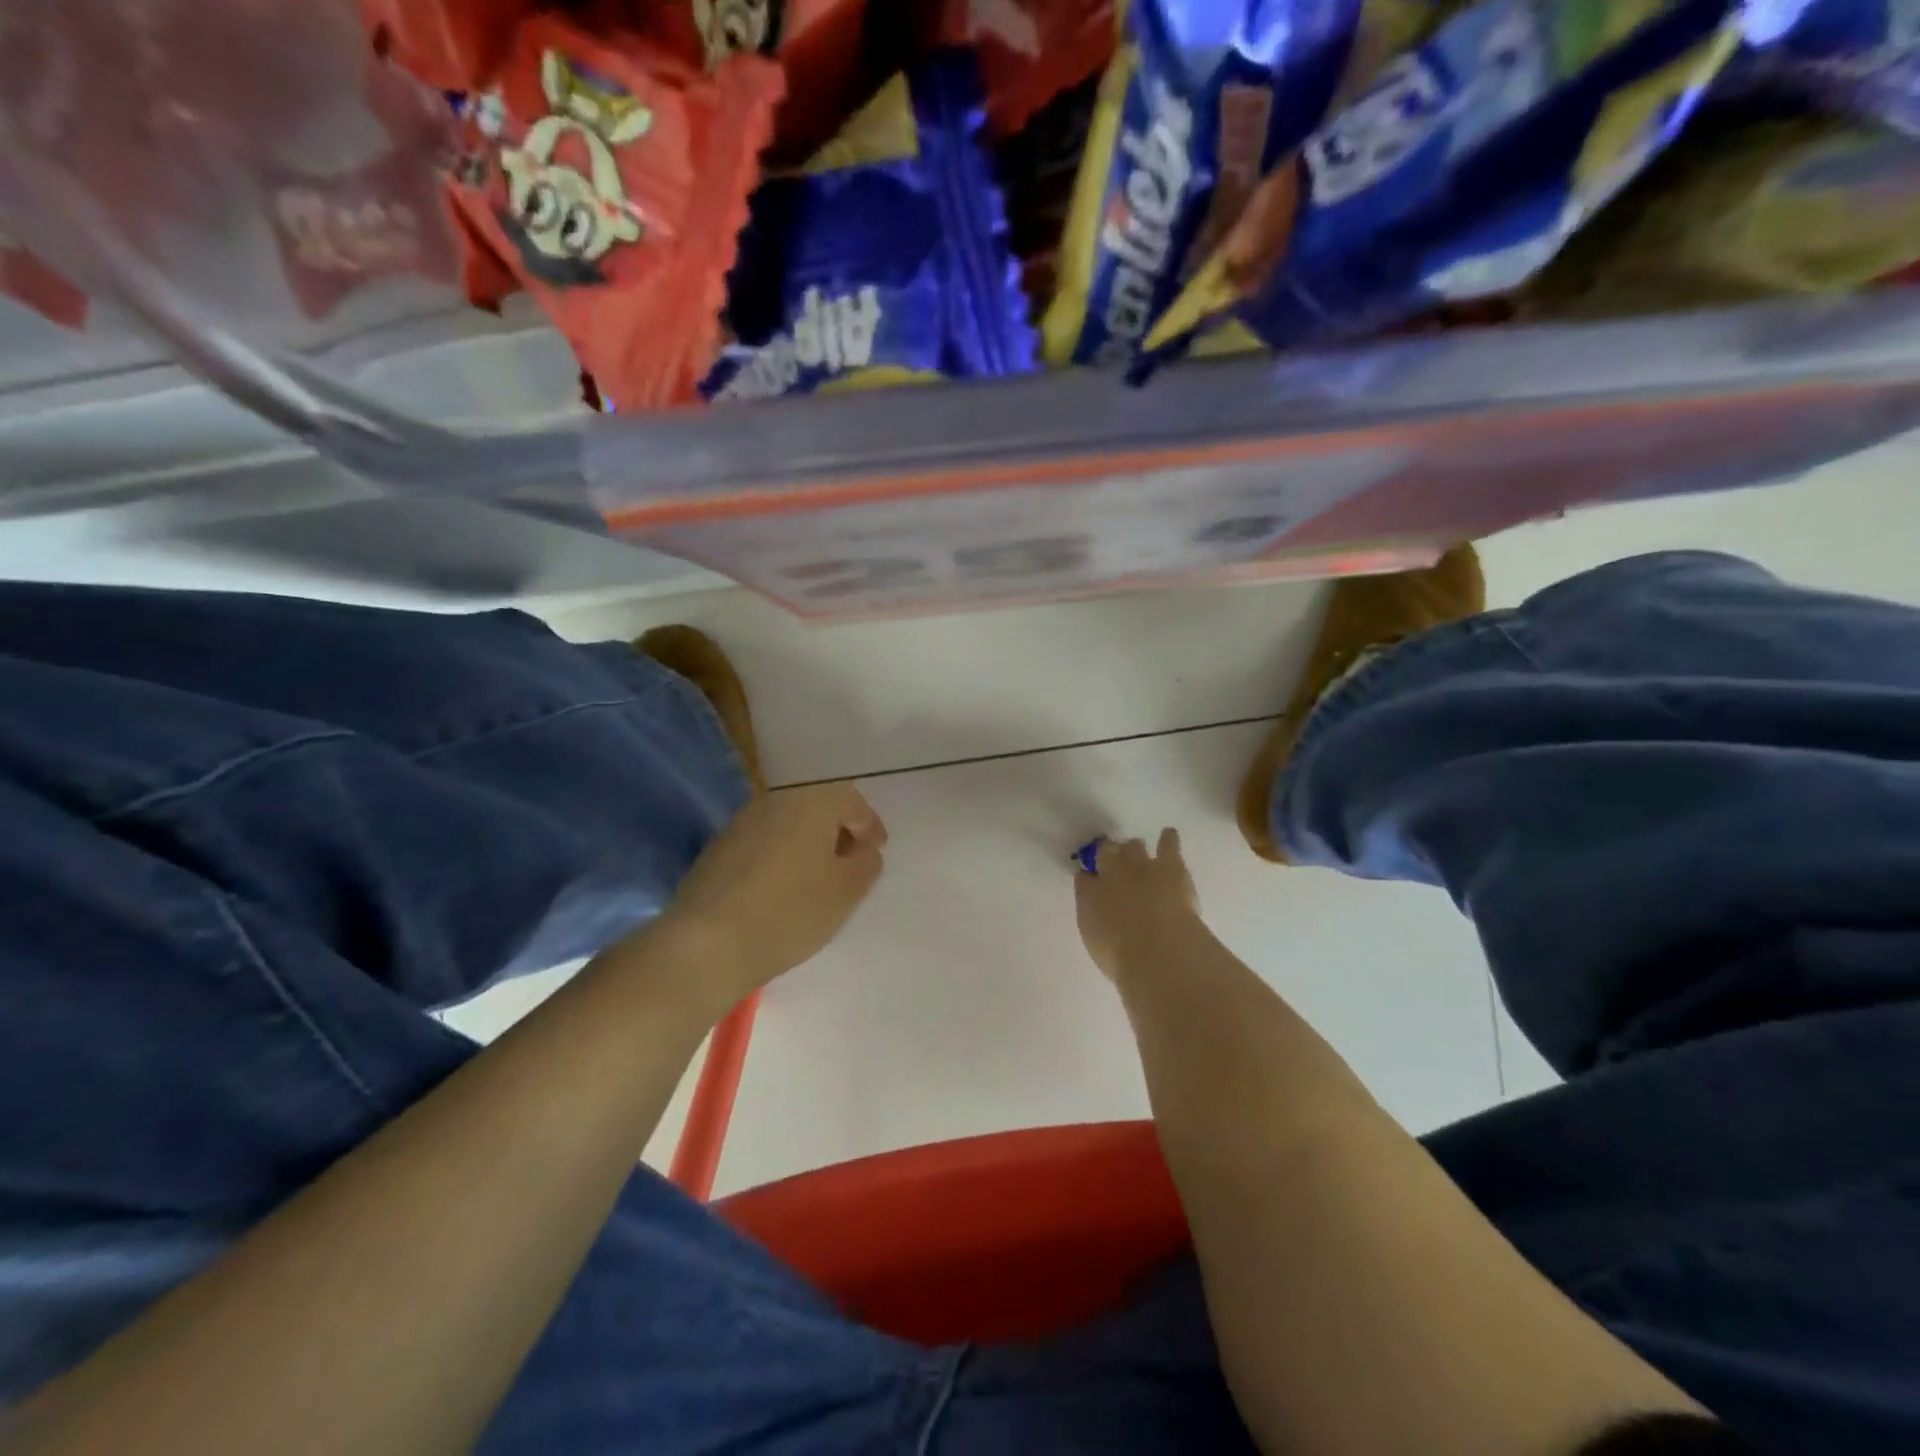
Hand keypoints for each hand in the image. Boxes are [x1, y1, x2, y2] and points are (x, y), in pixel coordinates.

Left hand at [649, 783, 887, 1010]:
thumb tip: (864, 851)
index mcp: (811, 802)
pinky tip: (781, 888)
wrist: (706, 944)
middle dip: (837, 831)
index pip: (851, 801)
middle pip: (816, 806)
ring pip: (787, 823)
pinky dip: (780, 855)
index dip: (869, 825)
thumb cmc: (789, 913)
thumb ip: (866, 865)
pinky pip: (762, 841)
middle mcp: (775, 801)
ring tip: (816, 879)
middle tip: (850, 863)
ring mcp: (741, 823)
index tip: (876, 852)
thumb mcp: (846, 893)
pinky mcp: (717, 848)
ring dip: (807, 843)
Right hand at [1074, 829, 1202, 984]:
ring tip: (1137, 849)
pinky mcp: (1169, 865)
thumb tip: (1097, 913)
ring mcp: (1140, 866)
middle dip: (1107, 854)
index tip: (1089, 879)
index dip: (1087, 878)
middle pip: (1105, 854)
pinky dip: (1168, 839)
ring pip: (1133, 847)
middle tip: (1111, 858)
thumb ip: (1095, 924)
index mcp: (1089, 896)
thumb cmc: (1123, 959)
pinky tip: (1169, 834)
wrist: (1158, 949)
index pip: (1083, 879)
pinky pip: (1168, 844)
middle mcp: (1111, 875)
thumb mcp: (1098, 945)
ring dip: (1134, 849)